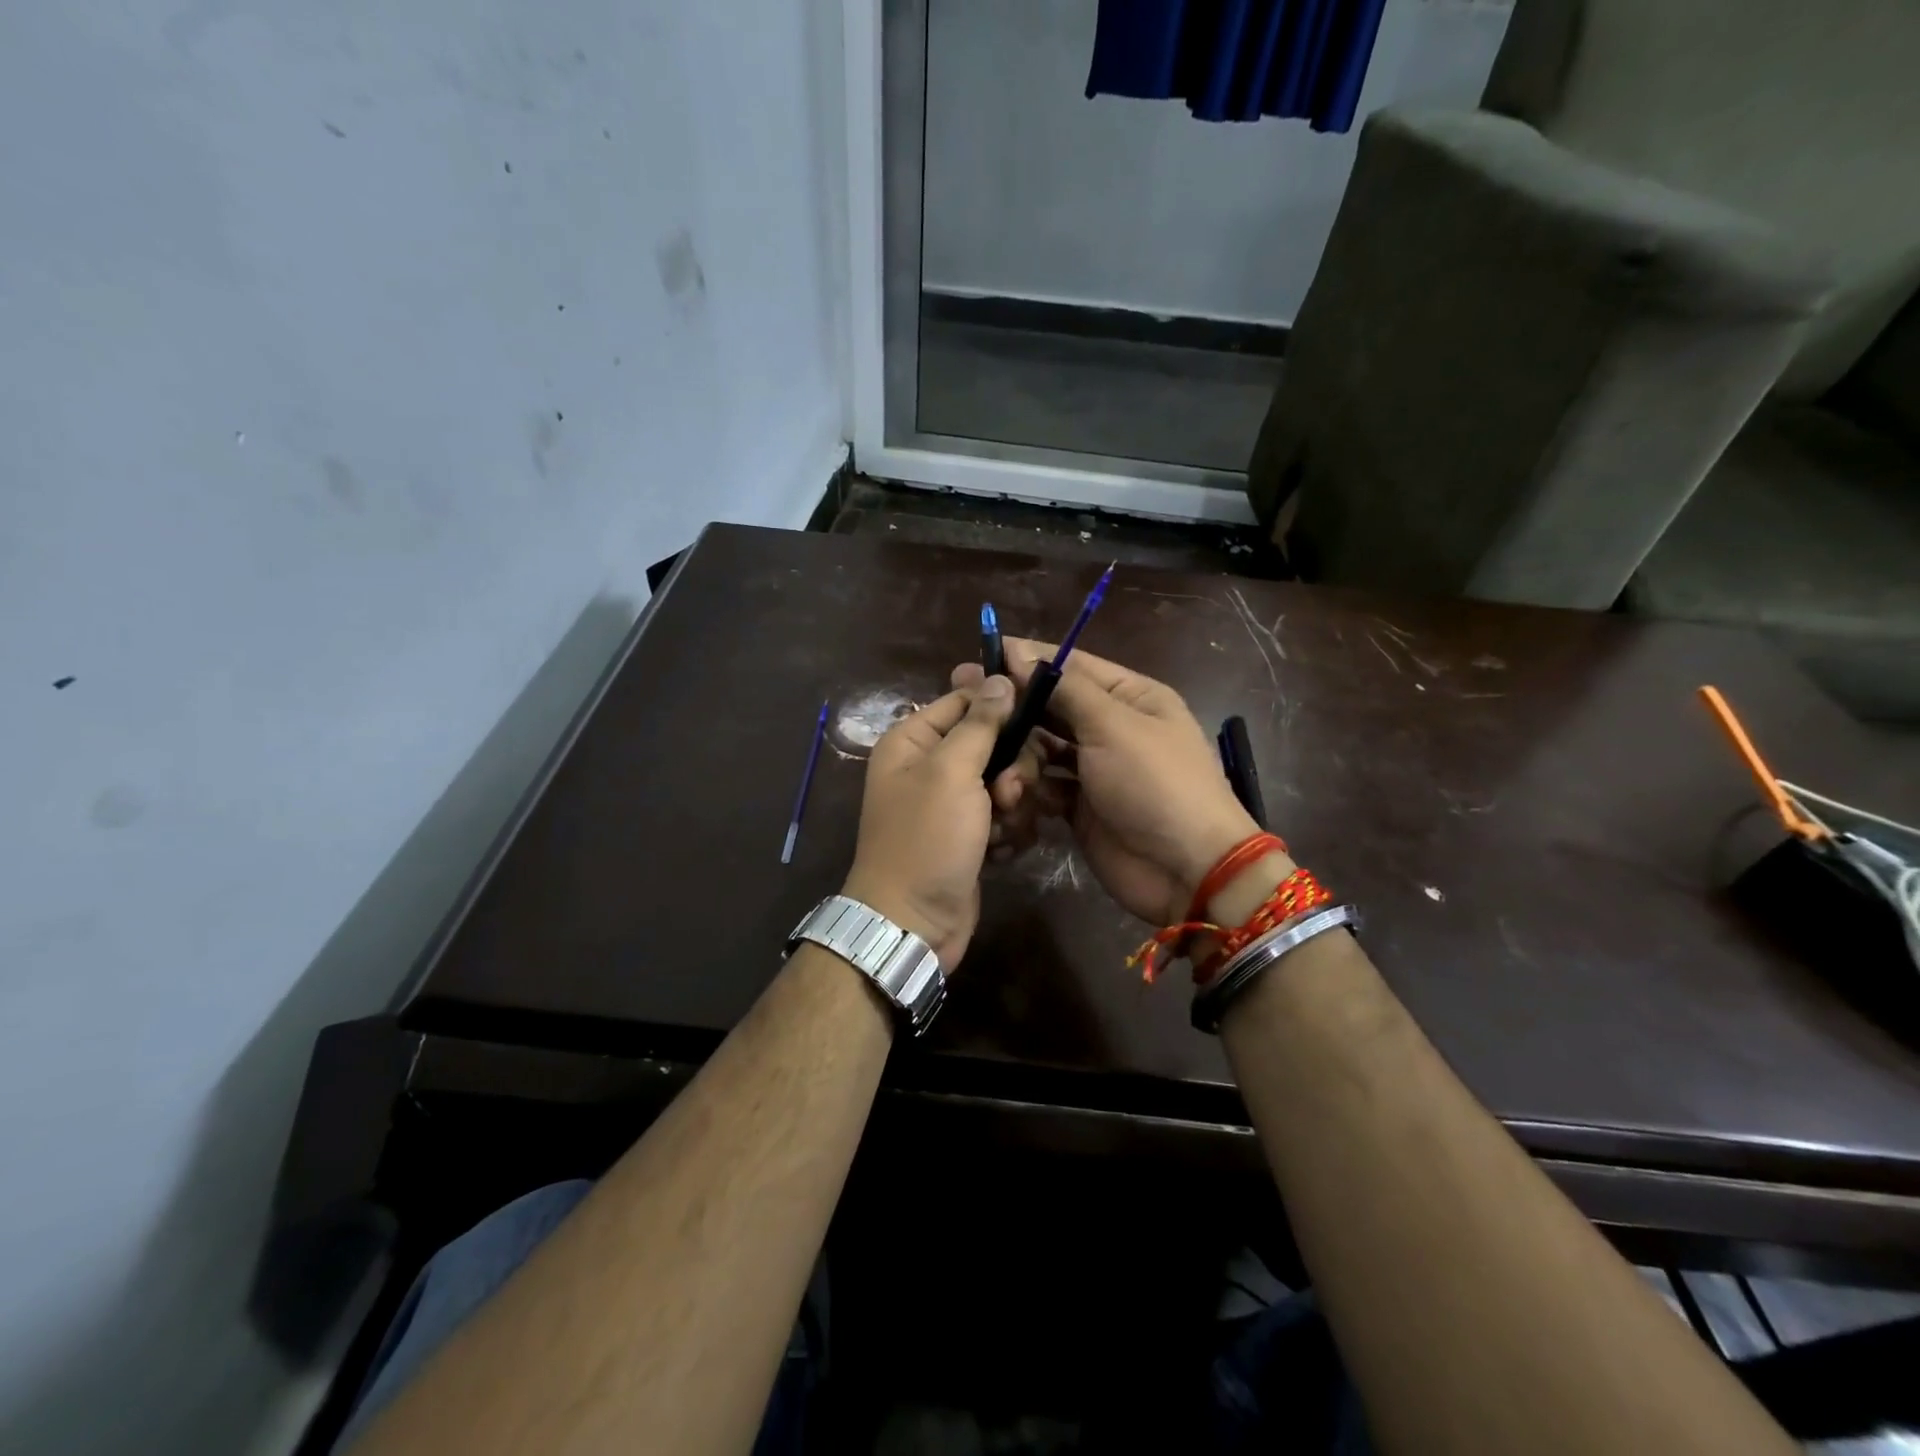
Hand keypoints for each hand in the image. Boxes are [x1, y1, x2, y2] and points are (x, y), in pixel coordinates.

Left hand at [842, 674, 1015, 967]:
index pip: (966, 700)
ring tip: (1002, 830)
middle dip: (1011, 769)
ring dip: (1014, 806)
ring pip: (1007, 781)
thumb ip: (979, 723)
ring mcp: (952, 803)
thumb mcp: (951, 772)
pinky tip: (1001, 852)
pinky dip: (1010, 833)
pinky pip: (1007, 816)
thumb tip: (997, 677)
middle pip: (994, 742)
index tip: (1035, 719)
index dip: (1001, 707)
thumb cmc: (926, 840)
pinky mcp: (972, 835)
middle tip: (1008, 794)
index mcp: (913, 740)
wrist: (914, 923)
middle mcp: (931, 766)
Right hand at [997, 638, 1267, 925]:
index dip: (1028, 659)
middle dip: (1015, 710)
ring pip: (1042, 749)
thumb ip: (1064, 688)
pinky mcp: (1080, 807)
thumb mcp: (1113, 725)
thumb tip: (1018, 650)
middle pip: (1052, 709)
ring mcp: (1095, 770)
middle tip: (966, 706)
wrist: (1187, 869)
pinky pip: (1044, 786)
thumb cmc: (1155, 783)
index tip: (982, 653)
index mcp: (1130, 697)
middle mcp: (1111, 728)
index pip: (1071, 666)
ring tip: (999, 771)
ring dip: (1019, 757)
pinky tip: (1011, 795)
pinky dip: (1028, 789)